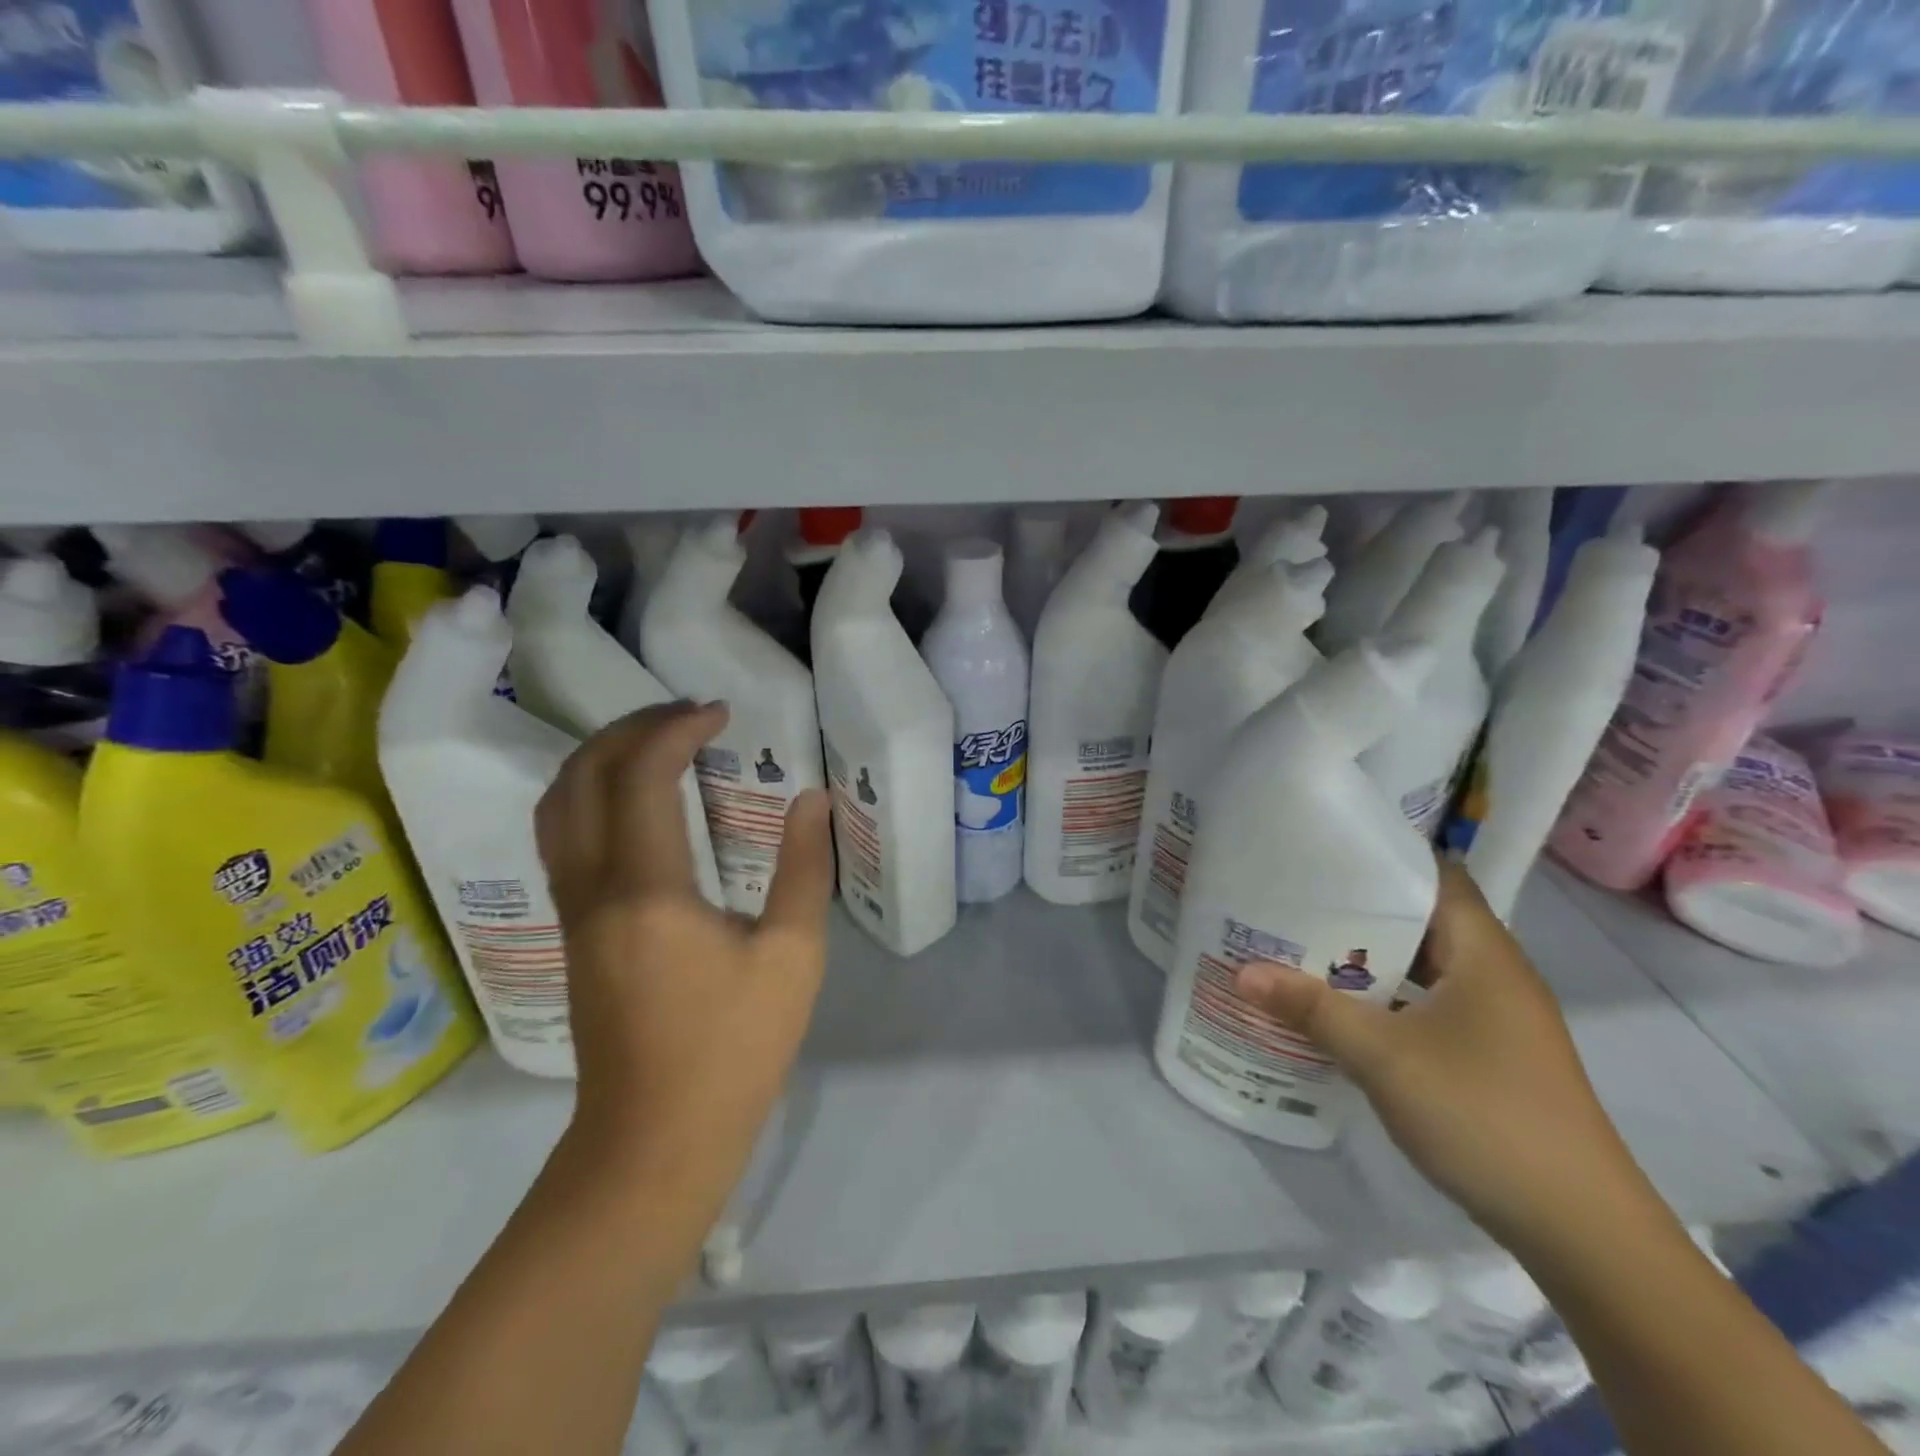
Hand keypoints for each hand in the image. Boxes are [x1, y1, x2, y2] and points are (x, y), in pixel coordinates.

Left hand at [534, 701, 833, 1207]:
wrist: (656, 1141)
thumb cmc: (734, 1050)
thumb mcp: (792, 957)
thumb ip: (803, 869)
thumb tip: (810, 798)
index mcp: (649, 891)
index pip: (640, 776)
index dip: (675, 730)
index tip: (719, 714)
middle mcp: (594, 889)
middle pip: (582, 777)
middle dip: (630, 730)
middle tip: (686, 717)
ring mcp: (572, 911)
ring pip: (556, 806)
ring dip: (599, 757)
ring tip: (655, 743)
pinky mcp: (571, 932)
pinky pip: (560, 838)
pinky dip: (587, 794)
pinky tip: (631, 801)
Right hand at [1234, 859, 1655, 1253]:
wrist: (1581, 1231)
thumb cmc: (1483, 1115)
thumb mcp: (1384, 1057)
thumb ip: (1312, 1009)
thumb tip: (1242, 972)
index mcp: (1484, 954)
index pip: (1436, 876)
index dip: (1384, 857)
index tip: (1323, 849)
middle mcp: (1494, 975)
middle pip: (1422, 920)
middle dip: (1359, 909)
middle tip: (1292, 897)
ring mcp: (1495, 1019)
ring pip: (1423, 967)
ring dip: (1369, 959)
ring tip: (1301, 945)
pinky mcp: (1489, 1055)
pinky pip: (1427, 1005)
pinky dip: (1385, 999)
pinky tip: (1339, 1010)